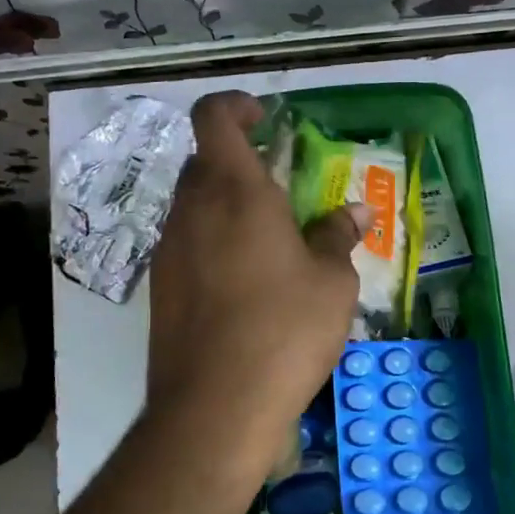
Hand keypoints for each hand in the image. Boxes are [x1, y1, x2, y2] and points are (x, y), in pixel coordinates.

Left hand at [145, 91, 360, 468]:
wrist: (215, 407)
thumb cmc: (285, 330)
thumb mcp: (332, 282)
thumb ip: (338, 236)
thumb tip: (355, 212)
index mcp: (234, 191)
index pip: (213, 117)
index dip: (235, 106)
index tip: (264, 118)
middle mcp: (192, 210)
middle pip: (205, 163)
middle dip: (239, 163)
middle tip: (280, 190)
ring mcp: (169, 250)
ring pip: (194, 206)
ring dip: (226, 208)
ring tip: (269, 243)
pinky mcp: (159, 289)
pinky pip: (187, 245)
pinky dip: (213, 244)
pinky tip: (244, 285)